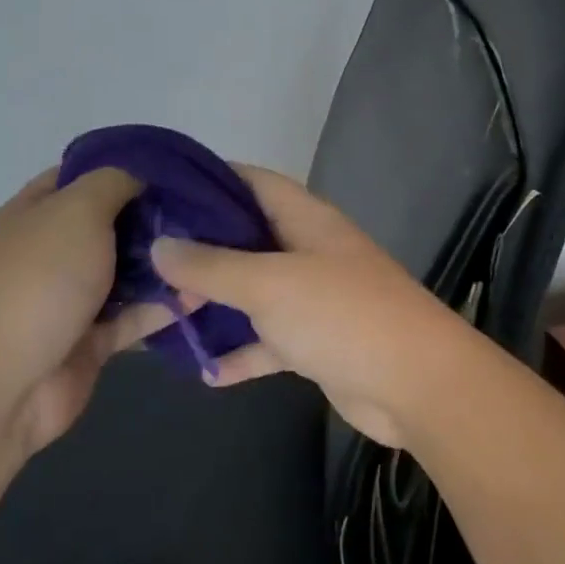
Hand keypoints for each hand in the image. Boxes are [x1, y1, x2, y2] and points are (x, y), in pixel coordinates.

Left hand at [0, 167, 185, 458]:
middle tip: (209, 209)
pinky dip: (166, 306)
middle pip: (113, 222)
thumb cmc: (38, 281)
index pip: (84, 174)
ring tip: (217, 248)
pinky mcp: (91, 339)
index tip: (178, 168)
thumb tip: (142, 174)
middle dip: (157, 215)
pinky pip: (135, 315)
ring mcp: (71, 297)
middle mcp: (53, 249)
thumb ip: (114, 182)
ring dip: (166, 262)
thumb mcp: (76, 210)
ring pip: (128, 270)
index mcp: (37, 211)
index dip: (127, 165)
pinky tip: (205, 293)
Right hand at [149, 166, 466, 447]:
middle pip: (247, 238)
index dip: (209, 179)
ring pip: (254, 293)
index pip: (252, 182)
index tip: (161, 190)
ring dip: (215, 304)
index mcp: (305, 219)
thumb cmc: (342, 315)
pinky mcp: (317, 342)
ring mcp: (315, 298)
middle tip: (148, 260)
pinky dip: (242, 353)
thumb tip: (160, 244)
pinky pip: (269, 341)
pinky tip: (206, 371)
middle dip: (201, 249)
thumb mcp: (270, 284)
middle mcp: (309, 251)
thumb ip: (213, 264)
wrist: (416, 384)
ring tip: (163, 312)